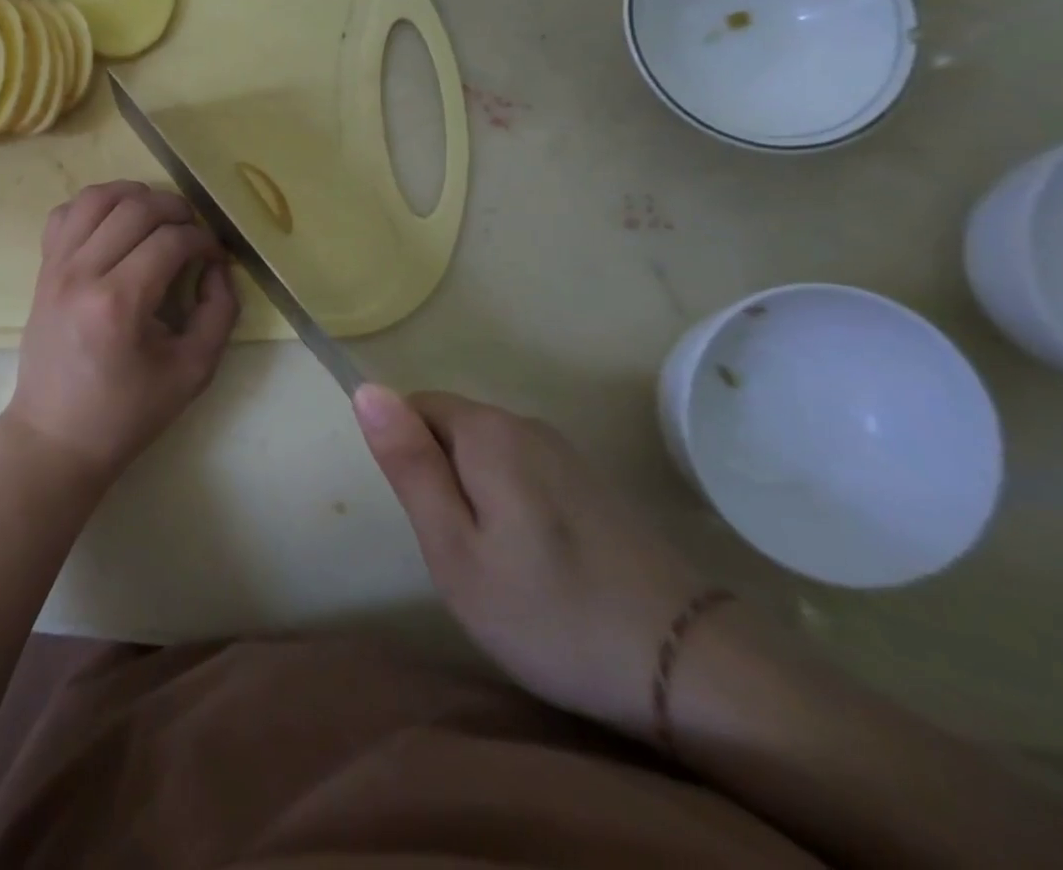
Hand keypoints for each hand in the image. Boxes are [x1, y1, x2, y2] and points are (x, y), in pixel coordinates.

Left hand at [6, 181, 239, 485]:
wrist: (56, 434)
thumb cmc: (127, 412)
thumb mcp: (192, 371)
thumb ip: (219, 312)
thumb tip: (217, 265)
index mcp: (119, 303)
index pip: (171, 241)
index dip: (203, 240)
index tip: (215, 256)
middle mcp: (82, 273)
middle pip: (135, 208)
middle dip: (176, 209)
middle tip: (194, 232)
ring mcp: (56, 267)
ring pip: (96, 197)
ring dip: (135, 195)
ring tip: (158, 217)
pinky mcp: (43, 269)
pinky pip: (65, 214)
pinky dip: (94, 205)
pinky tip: (115, 224)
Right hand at [353, 384, 708, 739]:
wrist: (695, 672)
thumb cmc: (550, 612)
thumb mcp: (454, 548)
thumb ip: (408, 463)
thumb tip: (367, 389)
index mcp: (488, 431)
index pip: (413, 406)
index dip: (409, 460)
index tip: (432, 520)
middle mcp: (527, 423)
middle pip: (451, 428)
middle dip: (441, 478)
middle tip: (463, 553)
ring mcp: (567, 453)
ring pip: (487, 453)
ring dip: (475, 495)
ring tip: (501, 566)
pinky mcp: (594, 484)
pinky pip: (523, 473)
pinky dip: (512, 506)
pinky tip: (541, 566)